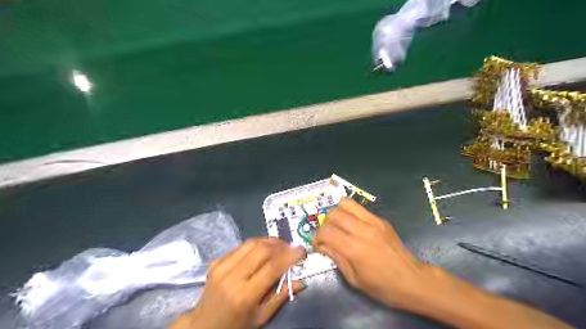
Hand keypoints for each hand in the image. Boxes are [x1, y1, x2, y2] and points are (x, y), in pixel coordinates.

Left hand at [170, 237, 306, 328]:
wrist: (202, 325)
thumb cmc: (235, 326)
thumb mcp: (260, 318)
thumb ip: (280, 297)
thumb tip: (301, 282)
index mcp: (244, 295)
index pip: (271, 268)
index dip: (289, 256)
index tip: (302, 250)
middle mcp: (232, 277)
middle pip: (261, 250)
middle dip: (281, 245)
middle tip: (292, 247)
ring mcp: (221, 266)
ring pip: (251, 243)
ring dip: (270, 241)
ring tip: (281, 245)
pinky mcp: (216, 261)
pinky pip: (241, 246)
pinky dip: (256, 244)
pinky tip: (264, 248)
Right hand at [311, 197, 433, 307]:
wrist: (413, 280)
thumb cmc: (383, 286)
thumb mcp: (354, 279)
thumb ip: (336, 258)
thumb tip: (322, 245)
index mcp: (355, 249)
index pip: (326, 232)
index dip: (316, 237)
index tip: (317, 244)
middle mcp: (363, 230)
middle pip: (333, 214)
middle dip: (325, 223)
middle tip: (328, 235)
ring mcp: (374, 222)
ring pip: (346, 204)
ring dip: (337, 212)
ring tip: (339, 225)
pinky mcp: (381, 220)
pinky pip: (360, 208)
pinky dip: (351, 213)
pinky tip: (353, 226)